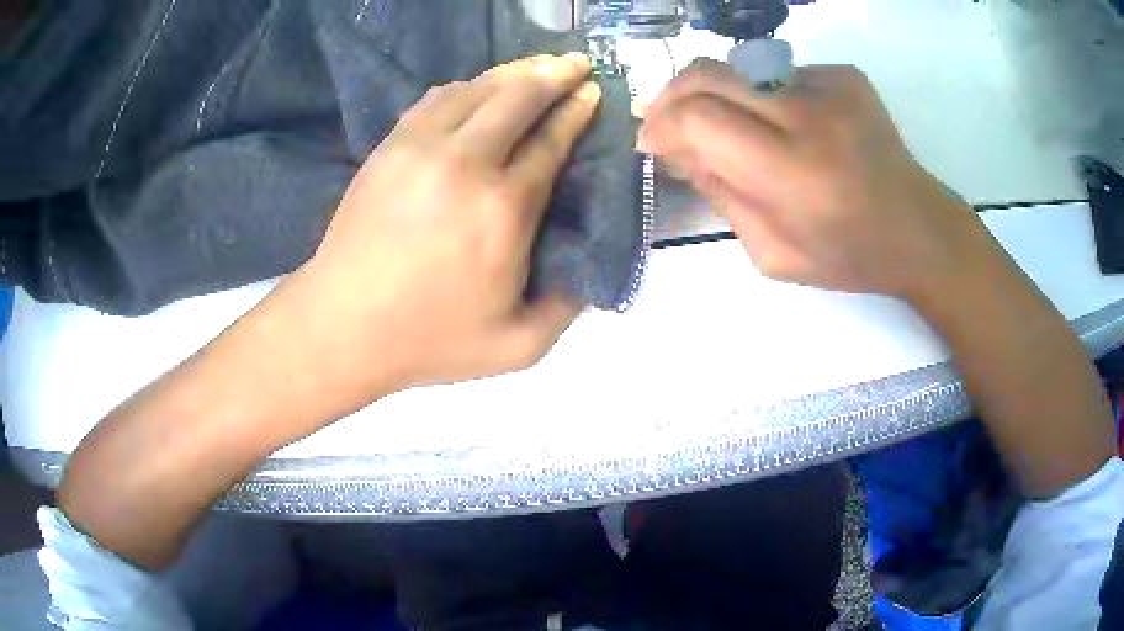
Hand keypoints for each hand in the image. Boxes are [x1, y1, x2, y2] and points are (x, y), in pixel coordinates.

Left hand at [282, 53, 600, 405]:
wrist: (341, 326)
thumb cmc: (428, 340)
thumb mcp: (518, 347)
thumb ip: (568, 306)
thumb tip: (593, 263)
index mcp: (505, 210)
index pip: (551, 141)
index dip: (577, 111)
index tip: (594, 93)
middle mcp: (466, 163)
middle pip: (519, 96)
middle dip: (556, 73)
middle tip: (577, 64)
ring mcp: (421, 147)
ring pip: (478, 88)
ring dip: (514, 72)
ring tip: (538, 66)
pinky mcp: (390, 147)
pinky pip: (437, 98)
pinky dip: (468, 86)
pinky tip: (479, 89)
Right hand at [639, 61, 990, 298]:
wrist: (919, 229)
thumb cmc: (849, 256)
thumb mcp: (773, 254)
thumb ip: (720, 197)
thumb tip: (678, 150)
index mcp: (794, 173)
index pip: (700, 118)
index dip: (663, 125)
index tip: (654, 144)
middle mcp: (811, 116)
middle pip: (709, 74)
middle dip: (672, 96)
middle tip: (668, 122)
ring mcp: (831, 86)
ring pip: (739, 68)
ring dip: (717, 96)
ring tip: (727, 128)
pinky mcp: (844, 74)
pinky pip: (778, 74)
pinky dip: (763, 97)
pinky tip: (783, 126)